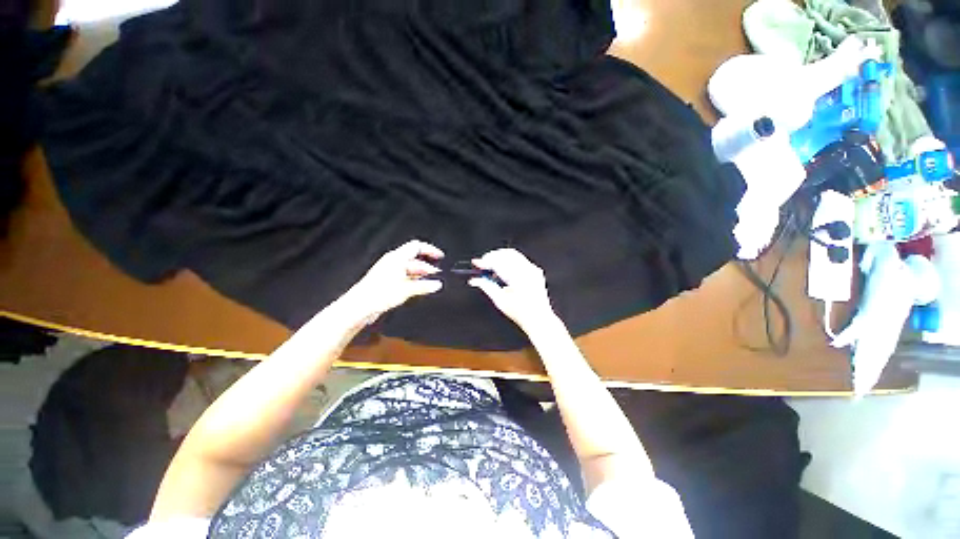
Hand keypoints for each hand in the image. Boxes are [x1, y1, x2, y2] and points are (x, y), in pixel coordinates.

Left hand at [339, 240, 443, 324]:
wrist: (360, 306)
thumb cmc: (377, 294)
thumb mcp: (407, 289)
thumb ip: (424, 286)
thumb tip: (437, 284)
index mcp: (397, 257)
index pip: (417, 246)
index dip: (430, 250)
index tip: (440, 256)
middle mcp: (393, 262)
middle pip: (415, 259)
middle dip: (427, 266)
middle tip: (437, 275)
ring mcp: (389, 271)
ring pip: (410, 269)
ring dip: (421, 275)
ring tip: (430, 284)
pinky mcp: (387, 281)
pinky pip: (404, 277)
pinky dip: (413, 281)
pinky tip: (418, 289)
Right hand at [468, 248, 556, 331]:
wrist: (539, 319)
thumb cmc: (522, 313)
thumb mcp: (500, 301)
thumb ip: (486, 286)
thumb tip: (475, 280)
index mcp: (518, 277)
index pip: (498, 262)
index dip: (485, 261)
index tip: (476, 263)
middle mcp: (527, 270)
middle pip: (506, 254)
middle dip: (492, 257)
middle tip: (482, 265)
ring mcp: (533, 269)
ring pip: (513, 254)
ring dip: (500, 258)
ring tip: (492, 270)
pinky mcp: (535, 271)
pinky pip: (520, 259)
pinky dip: (509, 261)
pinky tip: (503, 271)